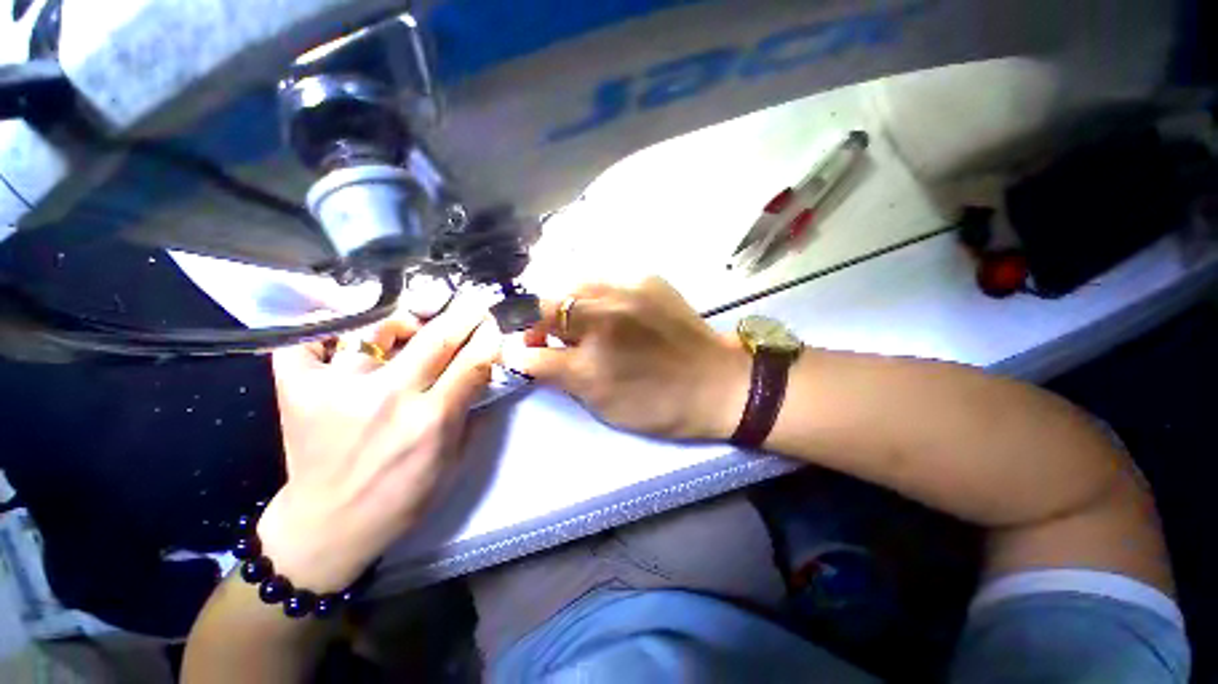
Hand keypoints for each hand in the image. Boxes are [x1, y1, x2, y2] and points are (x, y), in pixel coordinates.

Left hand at [258, 302, 499, 592]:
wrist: (328, 525)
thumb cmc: (402, 497)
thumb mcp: (455, 462)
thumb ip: (474, 414)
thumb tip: (486, 374)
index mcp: (432, 421)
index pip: (473, 362)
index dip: (489, 338)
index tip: (495, 323)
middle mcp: (388, 398)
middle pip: (436, 338)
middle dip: (463, 315)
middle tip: (473, 303)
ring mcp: (338, 389)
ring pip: (376, 328)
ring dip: (403, 320)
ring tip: (411, 325)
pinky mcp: (297, 390)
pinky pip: (307, 339)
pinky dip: (324, 324)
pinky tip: (344, 325)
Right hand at [500, 278, 749, 440]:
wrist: (718, 381)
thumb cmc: (660, 404)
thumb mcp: (603, 404)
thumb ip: (560, 376)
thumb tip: (524, 357)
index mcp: (592, 361)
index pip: (531, 346)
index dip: (515, 343)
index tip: (518, 347)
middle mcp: (603, 318)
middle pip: (544, 304)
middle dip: (533, 318)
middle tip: (542, 333)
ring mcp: (626, 290)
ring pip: (571, 284)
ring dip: (562, 302)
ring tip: (573, 319)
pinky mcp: (647, 278)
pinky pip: (604, 278)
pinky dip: (593, 293)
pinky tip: (606, 307)